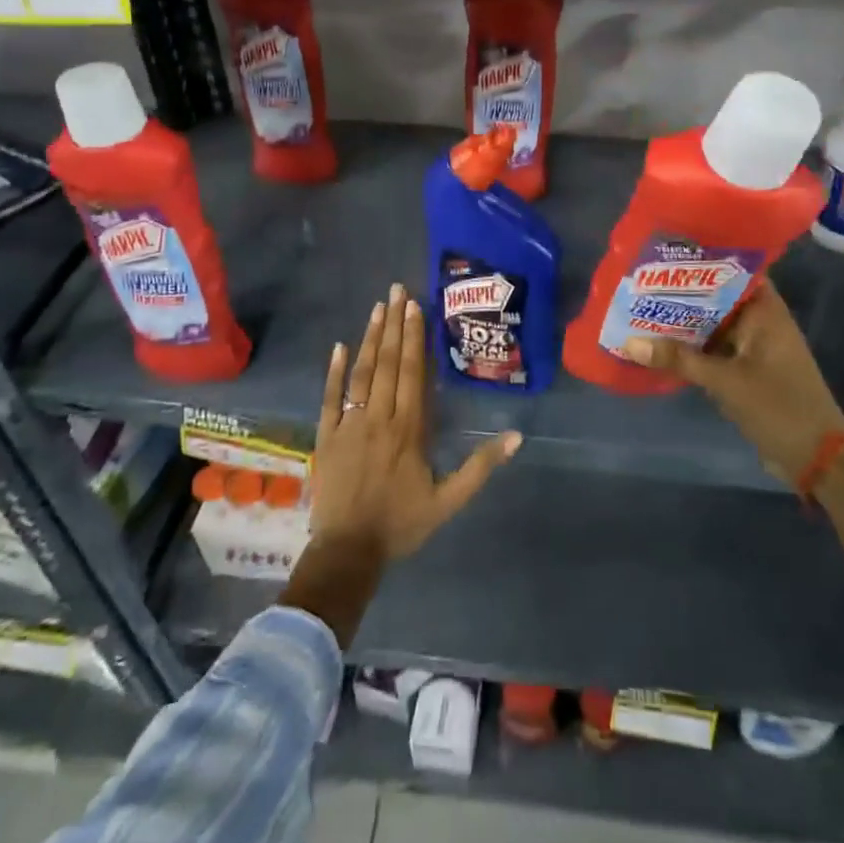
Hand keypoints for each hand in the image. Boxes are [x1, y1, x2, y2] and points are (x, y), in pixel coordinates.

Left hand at [310, 283, 520, 561]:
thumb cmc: (402, 524)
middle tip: (397, 290)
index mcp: (409, 429)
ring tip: (377, 307)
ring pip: (361, 373)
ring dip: (369, 338)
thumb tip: (516, 436)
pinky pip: (330, 397)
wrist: (348, 552)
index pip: (413, 372)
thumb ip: (481, 466)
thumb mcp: (449, 500)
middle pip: (387, 363)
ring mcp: (349, 424)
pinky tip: (339, 346)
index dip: (414, 337)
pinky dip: (334, 371)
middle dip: (393, 324)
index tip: (415, 306)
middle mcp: (379, 417)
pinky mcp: (327, 435)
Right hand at [621, 278, 843, 482]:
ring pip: (712, 324)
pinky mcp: (747, 369)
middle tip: (640, 280)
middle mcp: (760, 321)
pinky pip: (714, 349)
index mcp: (765, 310)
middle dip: (682, 292)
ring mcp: (754, 346)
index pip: (731, 269)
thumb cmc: (778, 406)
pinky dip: (692, 347)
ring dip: (684, 322)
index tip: (665, 253)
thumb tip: (630, 343)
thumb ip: (679, 359)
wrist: (816, 458)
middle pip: (716, 297)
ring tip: (641, 306)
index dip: (700, 260)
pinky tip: (659, 344)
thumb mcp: (725, 381)